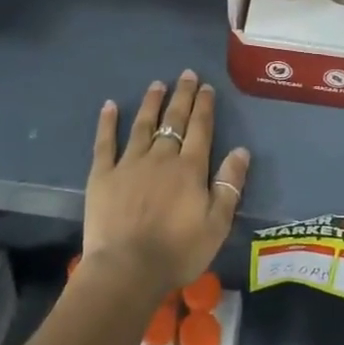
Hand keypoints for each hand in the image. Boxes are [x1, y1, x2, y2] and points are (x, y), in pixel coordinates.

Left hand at [81, 71, 249, 302]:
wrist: (127, 269)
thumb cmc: (178, 252)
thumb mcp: (217, 224)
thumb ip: (229, 185)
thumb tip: (240, 150)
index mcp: (190, 168)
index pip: (200, 129)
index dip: (204, 106)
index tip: (207, 87)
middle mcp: (161, 157)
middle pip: (174, 120)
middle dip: (182, 96)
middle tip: (186, 75)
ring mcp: (130, 163)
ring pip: (143, 125)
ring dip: (152, 102)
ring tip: (157, 84)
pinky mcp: (103, 175)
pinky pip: (105, 142)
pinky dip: (108, 122)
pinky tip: (110, 105)